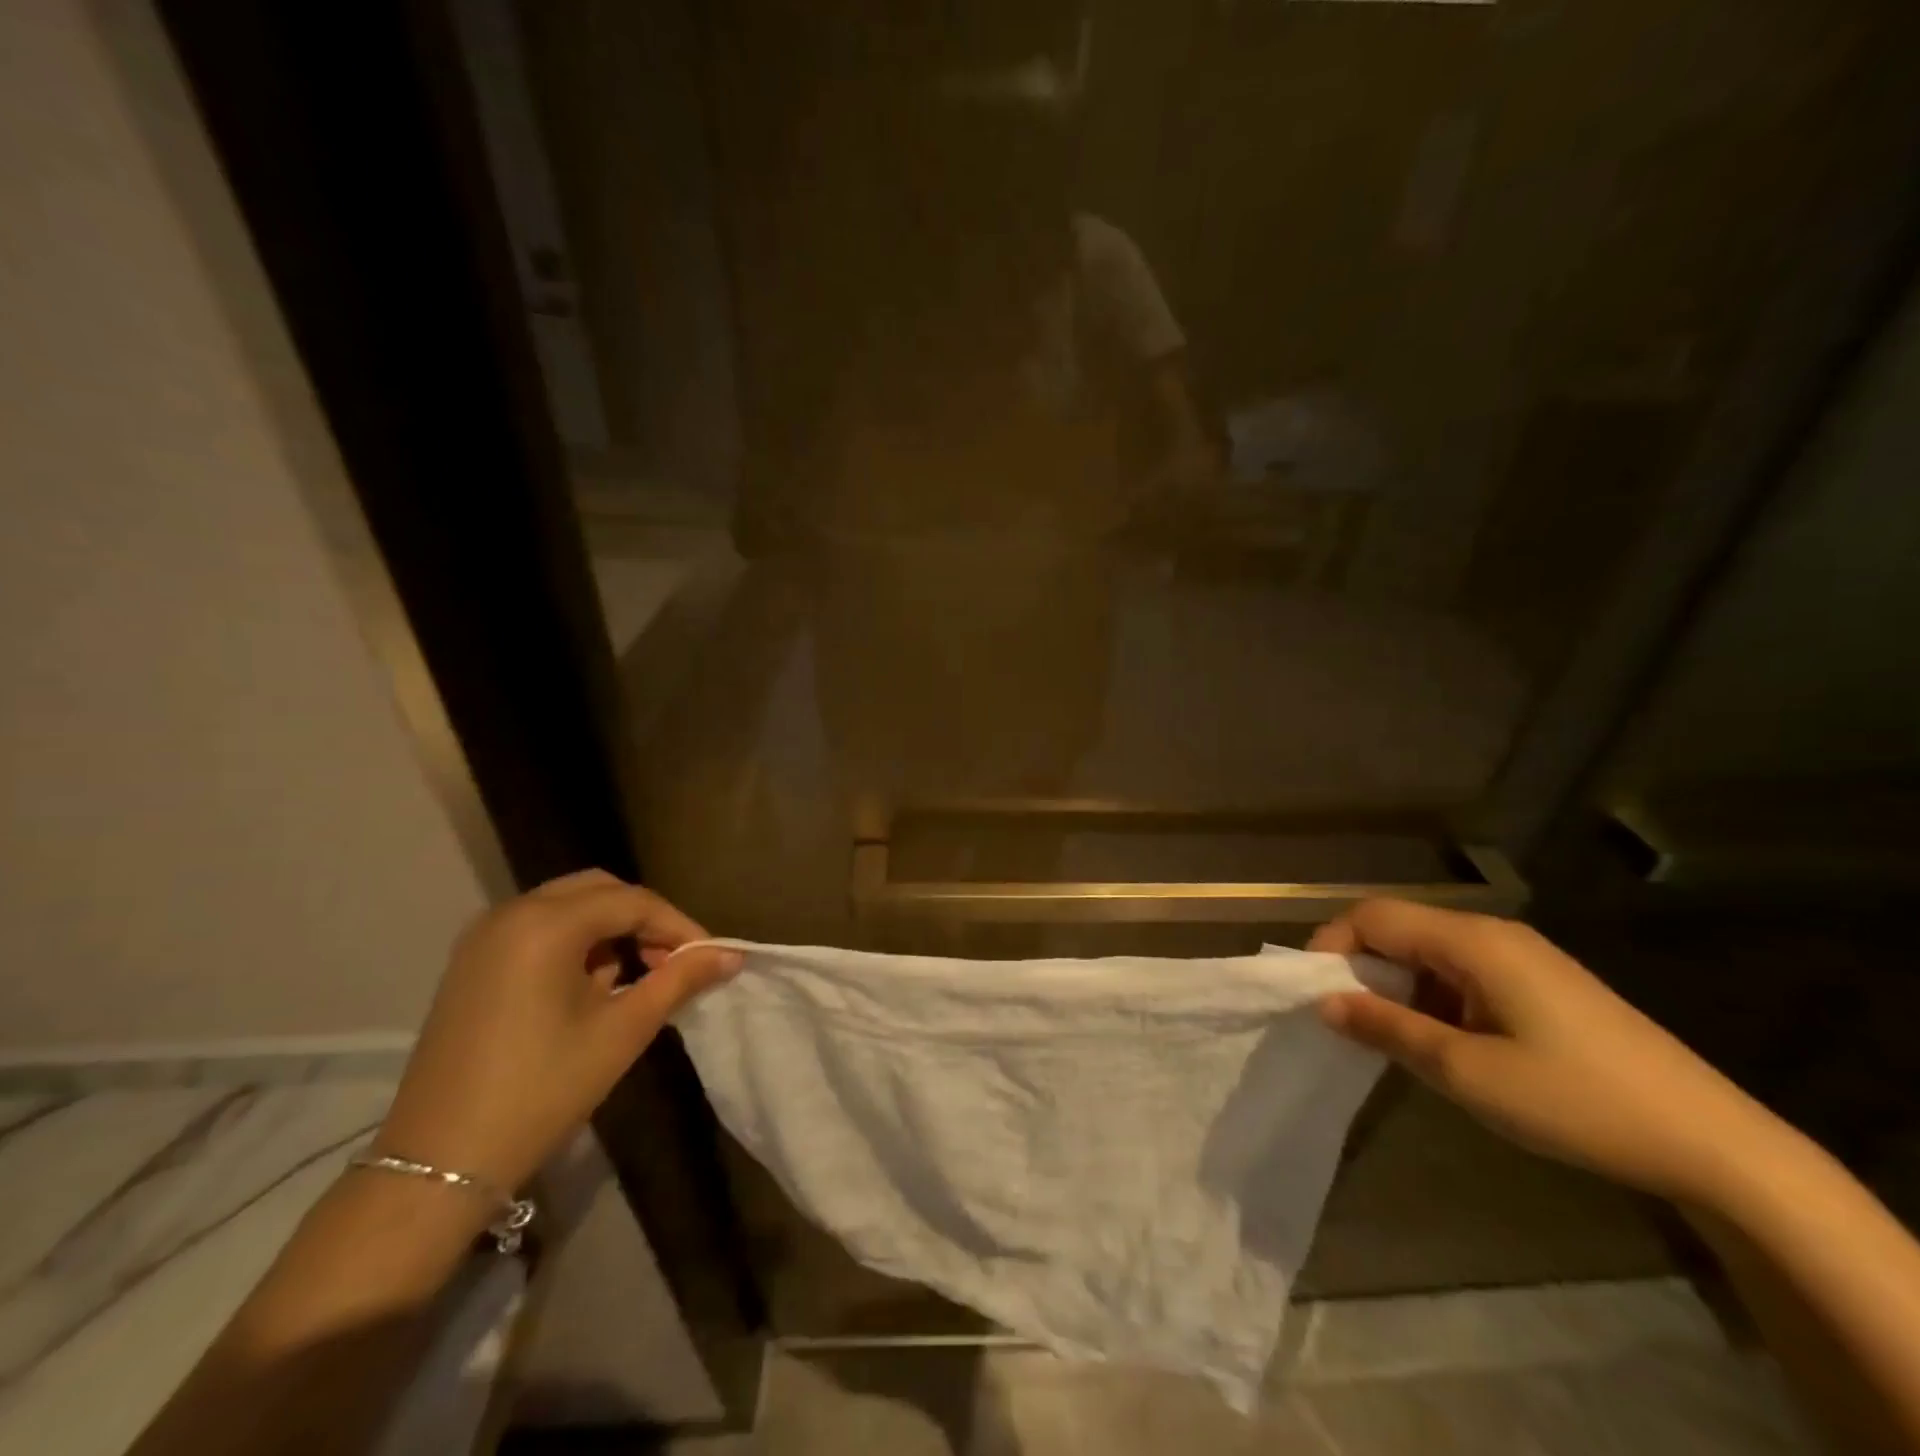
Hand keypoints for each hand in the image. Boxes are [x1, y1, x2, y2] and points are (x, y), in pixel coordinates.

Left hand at [371, 871, 739, 1193]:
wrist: (439, 1164)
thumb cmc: (542, 1090)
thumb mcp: (622, 1031)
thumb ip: (679, 981)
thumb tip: (732, 955)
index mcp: (546, 924)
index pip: (633, 902)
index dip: (678, 926)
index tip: (708, 958)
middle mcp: (511, 913)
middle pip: (599, 891)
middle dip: (643, 919)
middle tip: (672, 962)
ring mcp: (484, 937)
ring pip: (568, 906)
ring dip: (610, 929)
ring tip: (635, 977)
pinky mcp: (471, 963)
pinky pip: (538, 929)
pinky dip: (575, 942)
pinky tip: (590, 987)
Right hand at [1311, 899, 1776, 1204]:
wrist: (1715, 1145)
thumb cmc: (1577, 1101)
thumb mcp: (1466, 1072)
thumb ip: (1387, 1028)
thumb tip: (1324, 1002)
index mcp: (1472, 941)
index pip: (1373, 916)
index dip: (1332, 946)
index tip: (1313, 995)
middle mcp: (1493, 935)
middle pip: (1399, 928)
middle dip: (1360, 967)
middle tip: (1346, 1020)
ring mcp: (1522, 958)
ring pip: (1429, 952)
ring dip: (1396, 985)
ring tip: (1389, 1037)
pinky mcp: (1542, 985)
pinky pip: (1462, 972)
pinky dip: (1431, 996)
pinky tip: (1442, 1041)